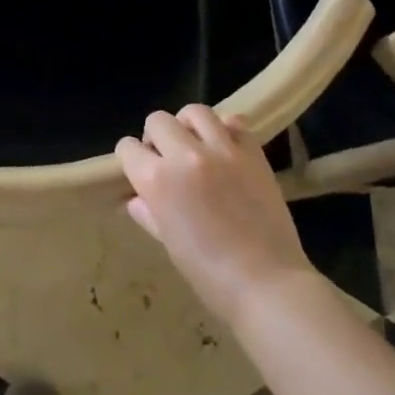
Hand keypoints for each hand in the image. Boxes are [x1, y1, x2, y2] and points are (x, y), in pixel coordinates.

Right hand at [116, 106, 315, 329]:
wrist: (266, 283)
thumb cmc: (208, 273)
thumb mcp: (168, 242)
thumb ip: (148, 212)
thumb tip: (137, 199)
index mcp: (156, 180)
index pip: (128, 148)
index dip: (131, 158)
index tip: (140, 170)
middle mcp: (185, 155)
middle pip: (158, 120)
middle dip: (156, 137)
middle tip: (168, 159)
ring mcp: (222, 149)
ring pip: (195, 112)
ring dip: (188, 125)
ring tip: (196, 145)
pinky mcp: (252, 152)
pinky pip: (234, 122)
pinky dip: (226, 130)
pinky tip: (227, 149)